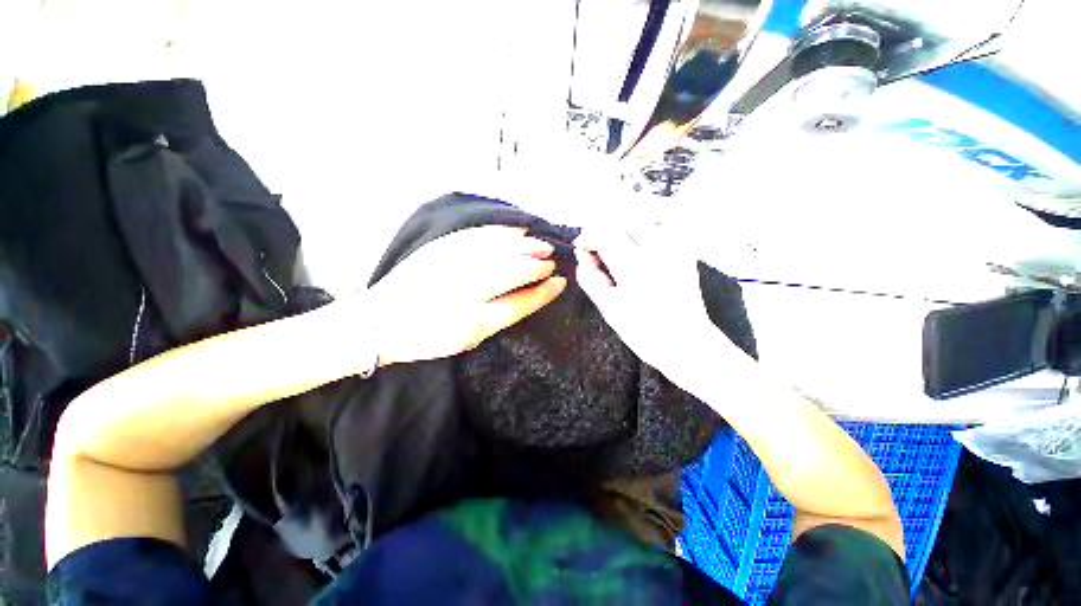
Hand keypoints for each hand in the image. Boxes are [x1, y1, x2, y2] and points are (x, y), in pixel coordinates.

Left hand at [366, 226, 567, 365]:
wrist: (379, 321)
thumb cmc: (427, 338)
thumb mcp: (467, 339)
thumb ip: (498, 318)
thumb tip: (525, 296)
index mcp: (474, 321)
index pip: (521, 302)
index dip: (544, 292)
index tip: (560, 283)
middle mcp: (466, 291)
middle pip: (514, 272)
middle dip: (538, 266)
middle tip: (552, 263)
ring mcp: (453, 265)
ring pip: (500, 250)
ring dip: (526, 246)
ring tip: (542, 244)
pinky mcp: (441, 249)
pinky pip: (479, 235)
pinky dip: (503, 232)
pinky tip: (517, 230)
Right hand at [574, 228, 719, 377]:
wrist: (685, 342)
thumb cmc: (643, 331)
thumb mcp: (608, 309)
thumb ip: (590, 278)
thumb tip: (582, 256)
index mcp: (633, 267)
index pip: (604, 233)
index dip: (589, 236)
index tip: (582, 247)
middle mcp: (656, 250)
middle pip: (623, 219)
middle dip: (605, 228)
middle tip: (597, 245)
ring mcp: (675, 248)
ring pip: (644, 217)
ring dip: (625, 224)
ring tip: (616, 241)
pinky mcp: (686, 250)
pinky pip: (664, 225)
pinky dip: (647, 225)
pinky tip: (638, 238)